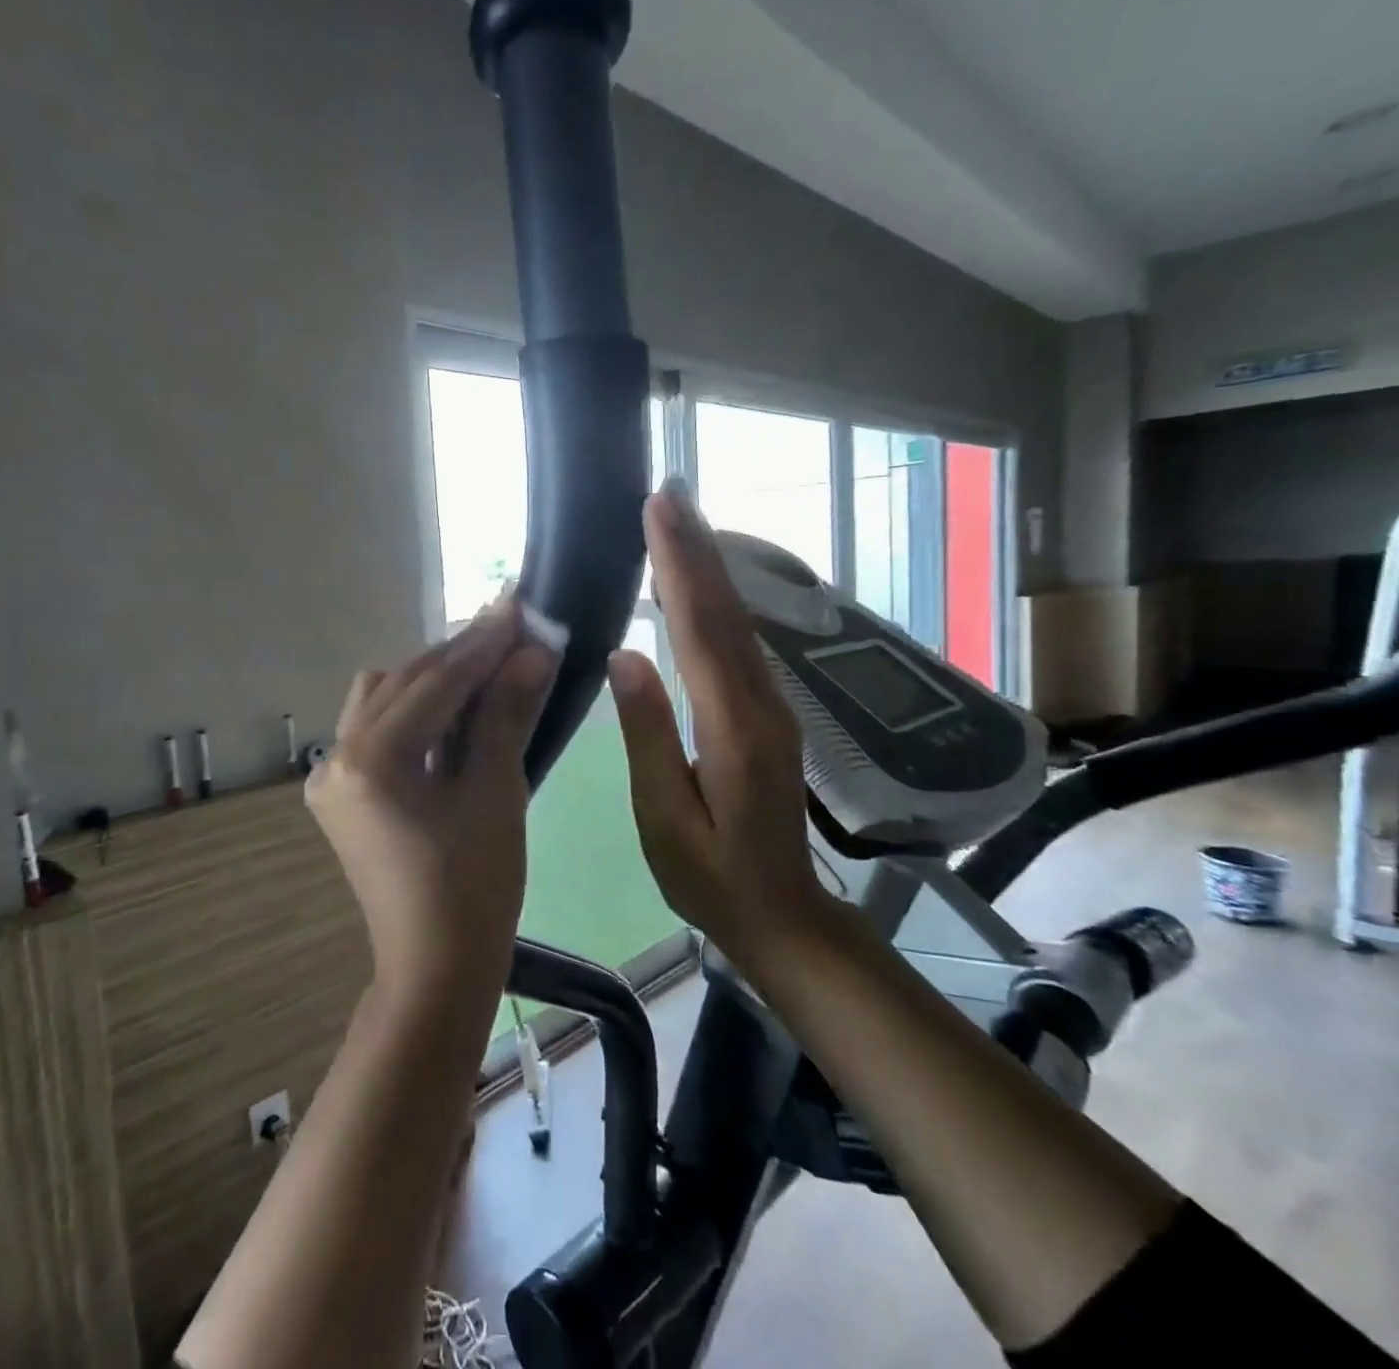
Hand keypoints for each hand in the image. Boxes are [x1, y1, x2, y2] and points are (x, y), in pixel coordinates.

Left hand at [308, 600, 558, 1001]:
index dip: (481, 642)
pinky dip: (415, 711)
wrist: (435, 970)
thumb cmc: (475, 890)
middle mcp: (336, 756)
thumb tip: (533, 651)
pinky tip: (454, 708)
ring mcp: (331, 776)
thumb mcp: (496, 794)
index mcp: (370, 760)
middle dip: (458, 656)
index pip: (433, 682)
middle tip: (512, 630)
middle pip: (403, 682)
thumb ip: (505, 714)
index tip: (519, 604)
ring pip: (383, 699)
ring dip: (433, 679)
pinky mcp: (341, 793)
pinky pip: (377, 730)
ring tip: (487, 667)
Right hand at [608, 487, 826, 959]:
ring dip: (710, 566)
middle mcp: (761, 705)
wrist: (783, 915)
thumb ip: (648, 735)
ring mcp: (771, 707)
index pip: (701, 631)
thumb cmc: (712, 878)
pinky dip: (718, 600)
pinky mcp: (768, 713)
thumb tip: (625, 656)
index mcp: (733, 729)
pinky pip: (740, 642)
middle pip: (726, 612)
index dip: (679, 568)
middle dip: (696, 549)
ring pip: (738, 622)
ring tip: (680, 521)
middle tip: (669, 493)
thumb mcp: (665, 819)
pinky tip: (701, 582)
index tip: (658, 514)